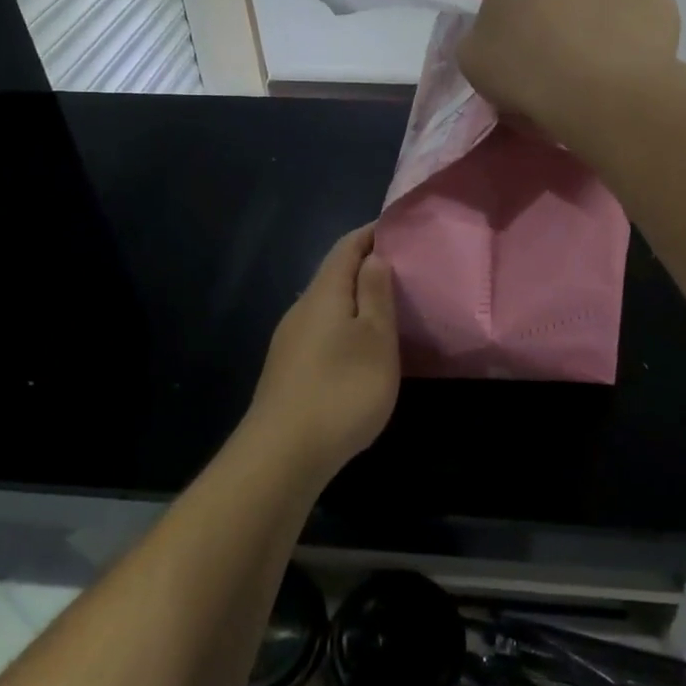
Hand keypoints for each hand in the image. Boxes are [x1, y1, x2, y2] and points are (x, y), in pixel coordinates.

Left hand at [245, 225, 399, 483]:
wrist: (282, 454)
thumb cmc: (342, 389)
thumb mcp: (376, 338)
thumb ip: (376, 293)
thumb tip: (374, 256)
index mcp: (324, 293)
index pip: (347, 247)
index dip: (372, 234)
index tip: (399, 230)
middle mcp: (301, 309)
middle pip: (334, 274)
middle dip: (366, 266)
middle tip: (403, 271)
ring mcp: (289, 341)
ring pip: (326, 305)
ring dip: (355, 299)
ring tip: (388, 308)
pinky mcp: (287, 370)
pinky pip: (320, 331)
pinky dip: (344, 326)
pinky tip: (359, 349)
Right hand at [458, 0, 680, 145]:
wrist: (600, 92)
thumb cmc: (525, 67)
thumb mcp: (472, 58)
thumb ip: (479, 36)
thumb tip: (497, 37)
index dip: (512, 13)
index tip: (515, 46)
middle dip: (557, 10)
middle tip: (552, 58)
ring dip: (594, 23)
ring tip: (590, 70)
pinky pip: (636, 19)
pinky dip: (628, 39)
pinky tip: (620, 70)